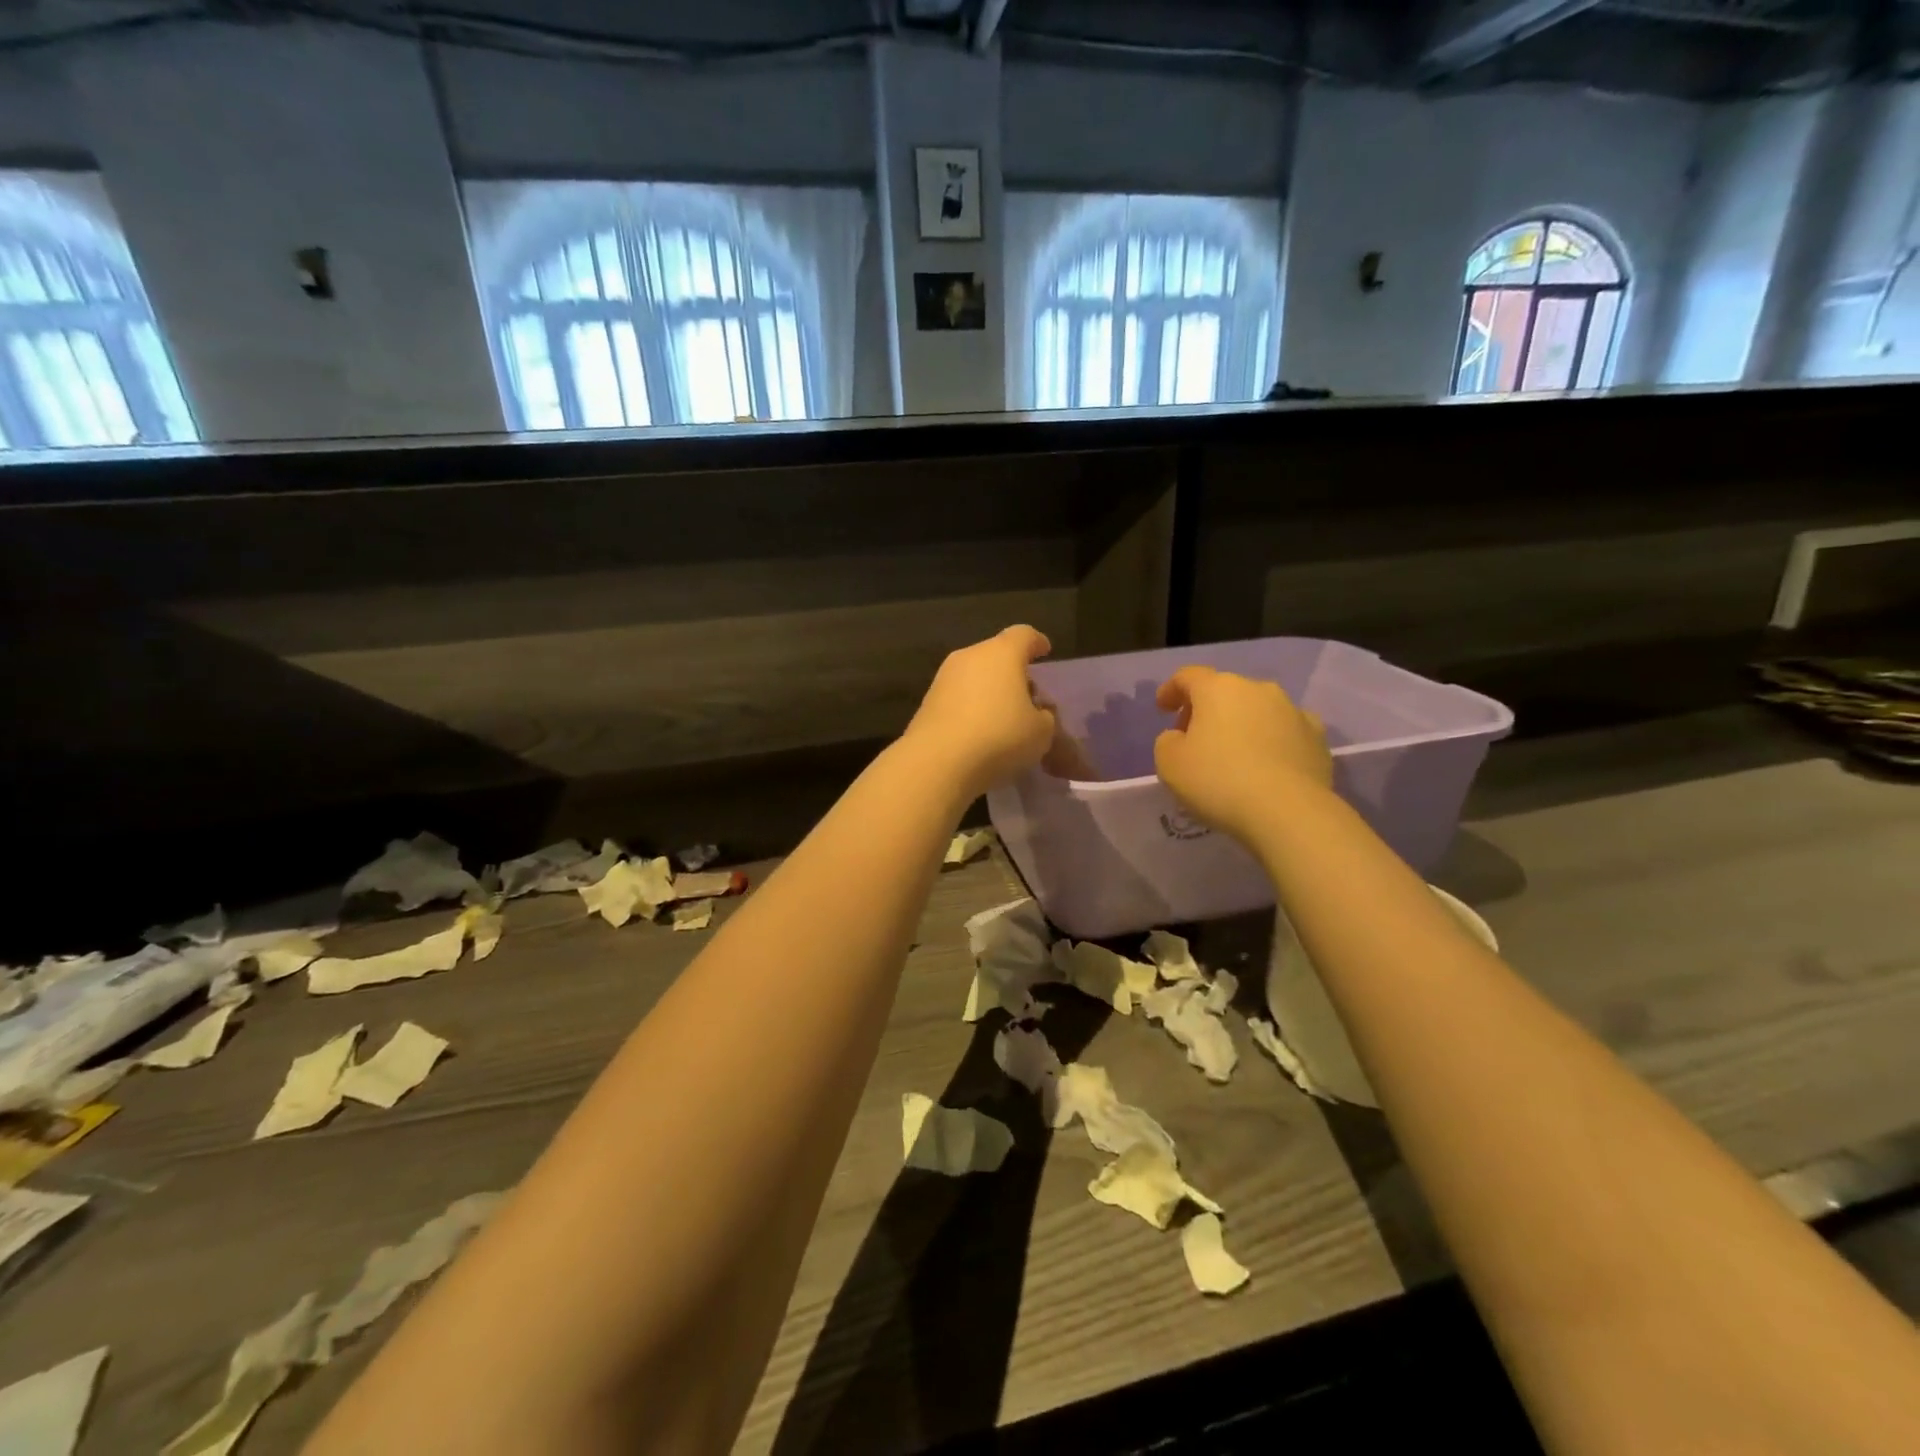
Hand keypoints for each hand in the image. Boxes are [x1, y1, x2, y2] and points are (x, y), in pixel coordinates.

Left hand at [904, 626, 1057, 798]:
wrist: (938, 762)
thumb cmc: (1000, 736)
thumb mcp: (1041, 733)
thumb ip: (1045, 718)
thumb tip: (1037, 714)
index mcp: (1002, 653)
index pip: (1024, 635)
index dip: (1037, 642)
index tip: (1044, 650)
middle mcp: (970, 657)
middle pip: (996, 655)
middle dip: (1013, 672)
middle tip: (1028, 696)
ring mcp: (943, 679)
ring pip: (974, 677)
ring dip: (990, 692)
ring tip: (1004, 719)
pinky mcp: (927, 703)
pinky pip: (958, 699)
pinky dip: (971, 709)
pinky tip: (979, 733)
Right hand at [1153, 666, 1332, 845]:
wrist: (1288, 812)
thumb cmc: (1218, 781)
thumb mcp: (1169, 763)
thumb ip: (1168, 741)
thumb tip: (1181, 736)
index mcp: (1218, 688)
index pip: (1188, 676)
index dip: (1171, 689)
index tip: (1163, 708)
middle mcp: (1258, 689)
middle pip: (1224, 691)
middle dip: (1207, 710)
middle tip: (1194, 738)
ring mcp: (1293, 711)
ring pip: (1258, 710)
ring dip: (1242, 724)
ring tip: (1234, 754)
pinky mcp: (1318, 738)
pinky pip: (1286, 732)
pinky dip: (1273, 741)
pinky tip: (1268, 764)